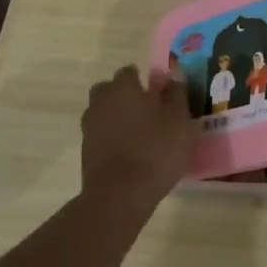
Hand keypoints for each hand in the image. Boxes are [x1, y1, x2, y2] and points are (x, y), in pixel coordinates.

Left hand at [81, 65, 196, 208]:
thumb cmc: (156, 151)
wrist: (120, 195)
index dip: (144, 80)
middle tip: (147, 111)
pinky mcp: (86, 151)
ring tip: (139, 133)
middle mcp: (102, 101)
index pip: (130, 71)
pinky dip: (112, 138)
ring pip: (103, 112)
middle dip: (125, 96)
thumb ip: (177, 95)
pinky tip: (129, 151)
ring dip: (117, 117)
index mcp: (123, 88)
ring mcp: (90, 126)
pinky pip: (101, 134)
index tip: (159, 93)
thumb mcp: (180, 121)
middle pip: (110, 90)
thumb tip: (174, 76)